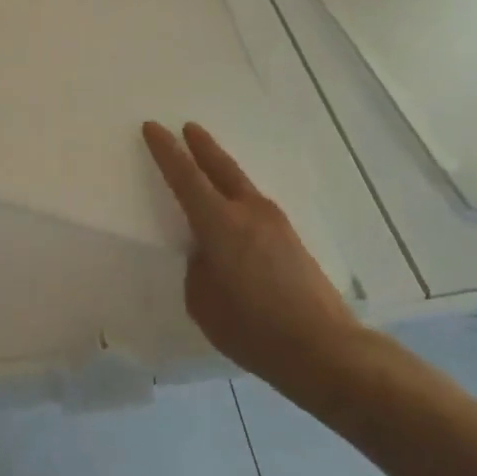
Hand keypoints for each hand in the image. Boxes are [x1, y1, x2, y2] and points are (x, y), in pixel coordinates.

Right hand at [142, 120, 363, 386]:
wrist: (323, 348)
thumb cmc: (252, 327)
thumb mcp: (203, 302)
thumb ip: (199, 268)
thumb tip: (208, 254)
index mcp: (220, 224)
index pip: (185, 177)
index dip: (166, 151)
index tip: (153, 127)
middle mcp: (249, 213)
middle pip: (221, 167)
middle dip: (201, 146)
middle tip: (188, 127)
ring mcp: (275, 224)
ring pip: (242, 186)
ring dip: (222, 171)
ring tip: (209, 167)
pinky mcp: (292, 241)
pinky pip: (256, 207)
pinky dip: (239, 198)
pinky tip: (236, 214)